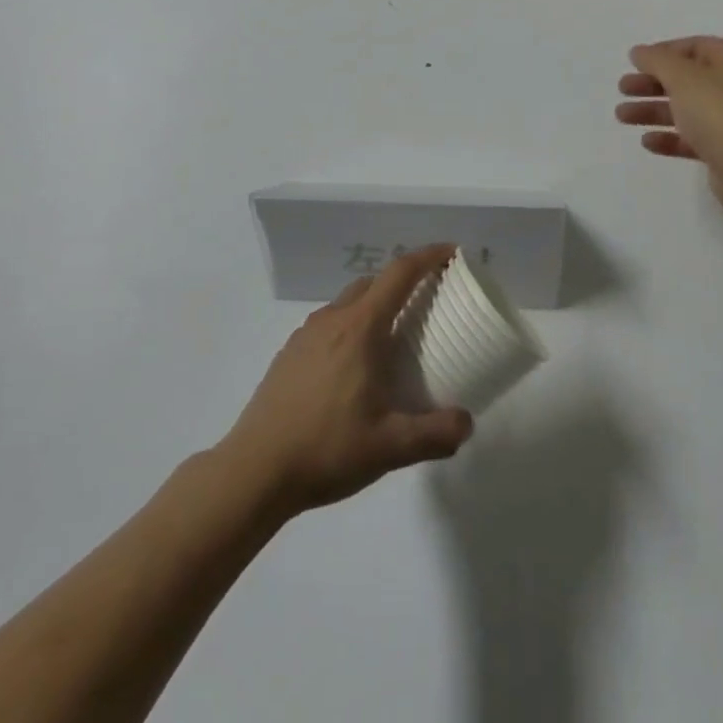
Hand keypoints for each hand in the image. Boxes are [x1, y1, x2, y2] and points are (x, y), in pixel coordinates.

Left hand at [221, 244, 473, 518]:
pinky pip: (328, 324)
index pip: (399, 274)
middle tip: (428, 302)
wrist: (255, 469)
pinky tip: (354, 367)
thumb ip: (436, 434)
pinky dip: (351, 327)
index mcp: (360, 328)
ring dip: (374, 305)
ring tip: (392, 339)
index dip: (427, 257)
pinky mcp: (289, 354)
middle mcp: (332, 320)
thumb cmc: (327, 448)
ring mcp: (305, 335)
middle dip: (402, 281)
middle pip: (373, 282)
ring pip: (348, 303)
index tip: (451, 252)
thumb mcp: (391, 447)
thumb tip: (467, 422)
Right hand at [615, 36, 722, 215]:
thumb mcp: (682, 77)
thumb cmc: (720, 112)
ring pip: (686, 109)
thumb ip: (657, 61)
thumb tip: (638, 51)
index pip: (695, 47)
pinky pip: (692, 138)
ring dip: (653, 111)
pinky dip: (669, 137)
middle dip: (652, 84)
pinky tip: (647, 142)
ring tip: (622, 116)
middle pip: (687, 79)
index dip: (662, 52)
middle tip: (623, 89)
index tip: (634, 63)